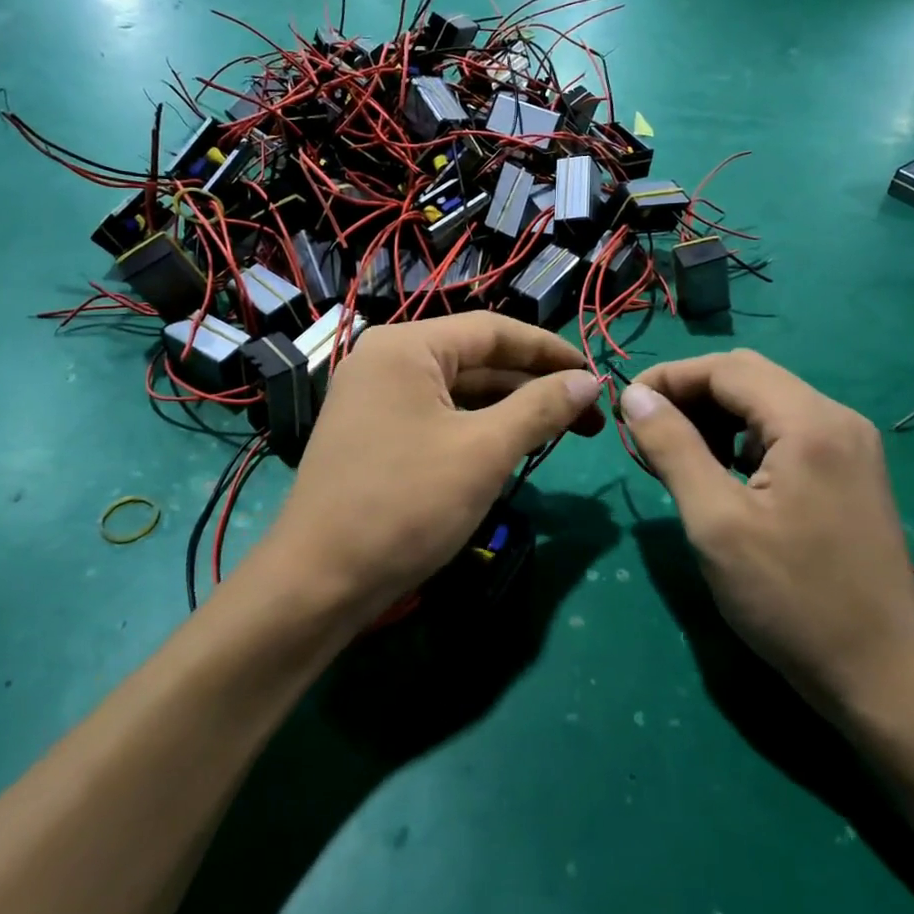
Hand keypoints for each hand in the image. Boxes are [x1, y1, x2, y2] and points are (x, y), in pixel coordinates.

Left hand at [257, 314, 603, 625]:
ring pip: (458, 390)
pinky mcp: (373, 433)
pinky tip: (511, 446)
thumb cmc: (405, 504)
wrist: (318, 583)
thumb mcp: (484, 451)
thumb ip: (541, 407)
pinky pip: (437, 416)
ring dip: (509, 408)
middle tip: (587, 414)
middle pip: (475, 359)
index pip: (492, 330)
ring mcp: (374, 397)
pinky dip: (477, 427)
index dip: (549, 350)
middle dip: (533, 385)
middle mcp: (385, 360)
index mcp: (406, 346)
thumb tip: (589, 379)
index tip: (595, 373)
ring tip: (559, 430)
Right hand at [619, 351, 913, 714]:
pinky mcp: (849, 472)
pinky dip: (742, 439)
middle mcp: (837, 418)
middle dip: (690, 394)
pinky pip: (785, 432)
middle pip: (748, 377)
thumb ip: (673, 448)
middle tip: (645, 430)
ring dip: (714, 416)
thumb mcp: (716, 522)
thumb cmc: (792, 600)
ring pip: (766, 404)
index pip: (726, 368)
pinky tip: (720, 472)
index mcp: (810, 422)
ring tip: (675, 453)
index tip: (624, 406)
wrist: (882, 678)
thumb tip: (635, 396)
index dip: (669, 377)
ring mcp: (849, 446)